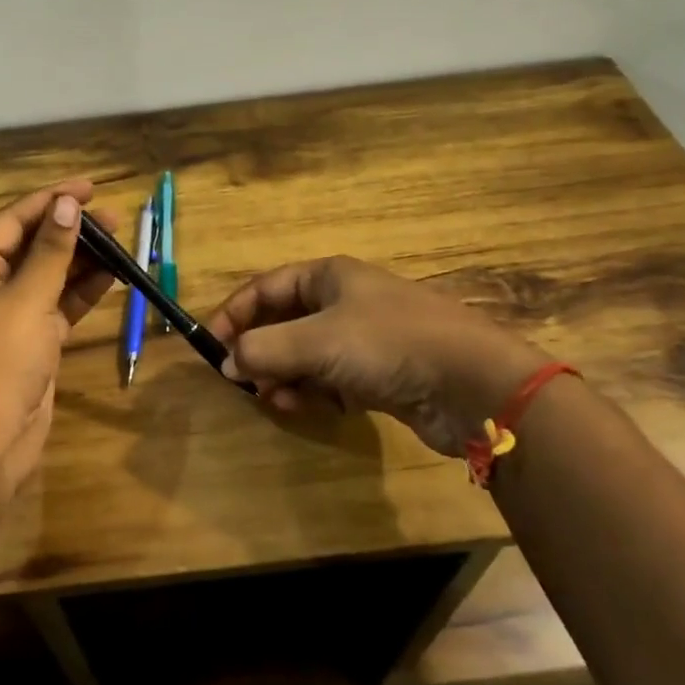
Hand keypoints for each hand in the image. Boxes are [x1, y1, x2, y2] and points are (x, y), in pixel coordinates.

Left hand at [0, 181, 116, 497]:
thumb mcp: (26, 299)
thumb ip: (51, 252)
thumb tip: (67, 204)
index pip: (14, 219)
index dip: (52, 199)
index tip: (91, 186)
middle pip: (32, 245)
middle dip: (71, 230)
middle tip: (114, 218)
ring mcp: (9, 315)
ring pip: (49, 275)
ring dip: (81, 260)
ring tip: (121, 243)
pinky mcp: (31, 342)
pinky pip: (58, 305)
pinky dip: (82, 292)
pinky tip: (112, 276)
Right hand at [206, 257, 549, 455]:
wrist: (474, 383)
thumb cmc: (388, 344)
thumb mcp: (317, 341)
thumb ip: (264, 350)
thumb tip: (227, 363)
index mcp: (329, 277)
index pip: (265, 288)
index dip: (235, 313)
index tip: (210, 345)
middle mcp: (344, 302)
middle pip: (283, 322)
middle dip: (260, 351)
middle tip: (242, 380)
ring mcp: (363, 339)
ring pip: (305, 354)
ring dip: (283, 376)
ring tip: (274, 398)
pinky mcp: (378, 374)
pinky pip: (329, 379)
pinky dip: (313, 392)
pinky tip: (307, 408)